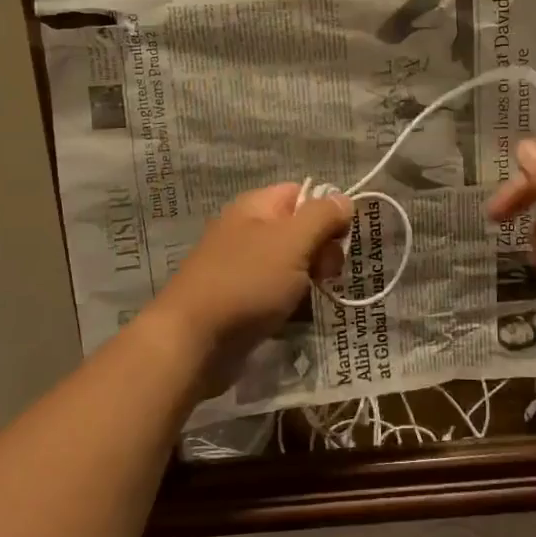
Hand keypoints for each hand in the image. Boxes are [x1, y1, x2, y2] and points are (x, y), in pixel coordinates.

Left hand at [148, 183, 350, 392]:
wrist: (192, 343)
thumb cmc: (246, 283)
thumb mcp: (292, 242)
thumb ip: (322, 217)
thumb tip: (343, 200)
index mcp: (256, 207)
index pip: (302, 193)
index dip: (326, 212)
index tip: (338, 240)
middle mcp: (248, 232)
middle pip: (301, 231)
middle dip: (321, 253)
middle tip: (324, 276)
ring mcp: (243, 268)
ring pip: (293, 267)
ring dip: (309, 284)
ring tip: (309, 302)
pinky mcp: (242, 302)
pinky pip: (278, 295)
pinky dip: (291, 306)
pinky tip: (296, 320)